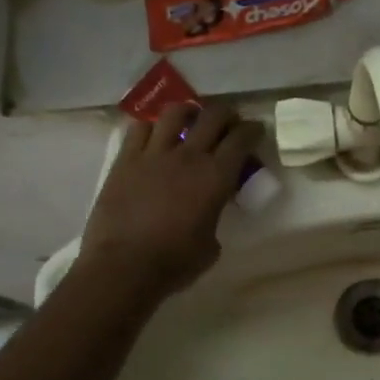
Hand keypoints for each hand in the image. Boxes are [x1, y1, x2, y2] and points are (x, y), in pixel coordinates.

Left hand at [79, 102, 262, 298]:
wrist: (123, 267)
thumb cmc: (174, 263)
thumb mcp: (211, 244)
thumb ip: (214, 216)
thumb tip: (208, 210)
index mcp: (216, 177)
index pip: (241, 139)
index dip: (253, 130)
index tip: (256, 130)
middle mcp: (188, 156)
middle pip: (213, 115)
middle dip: (226, 114)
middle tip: (228, 122)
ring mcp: (154, 154)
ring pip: (175, 113)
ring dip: (188, 112)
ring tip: (190, 120)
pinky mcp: (125, 160)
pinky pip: (139, 128)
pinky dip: (152, 127)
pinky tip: (155, 135)